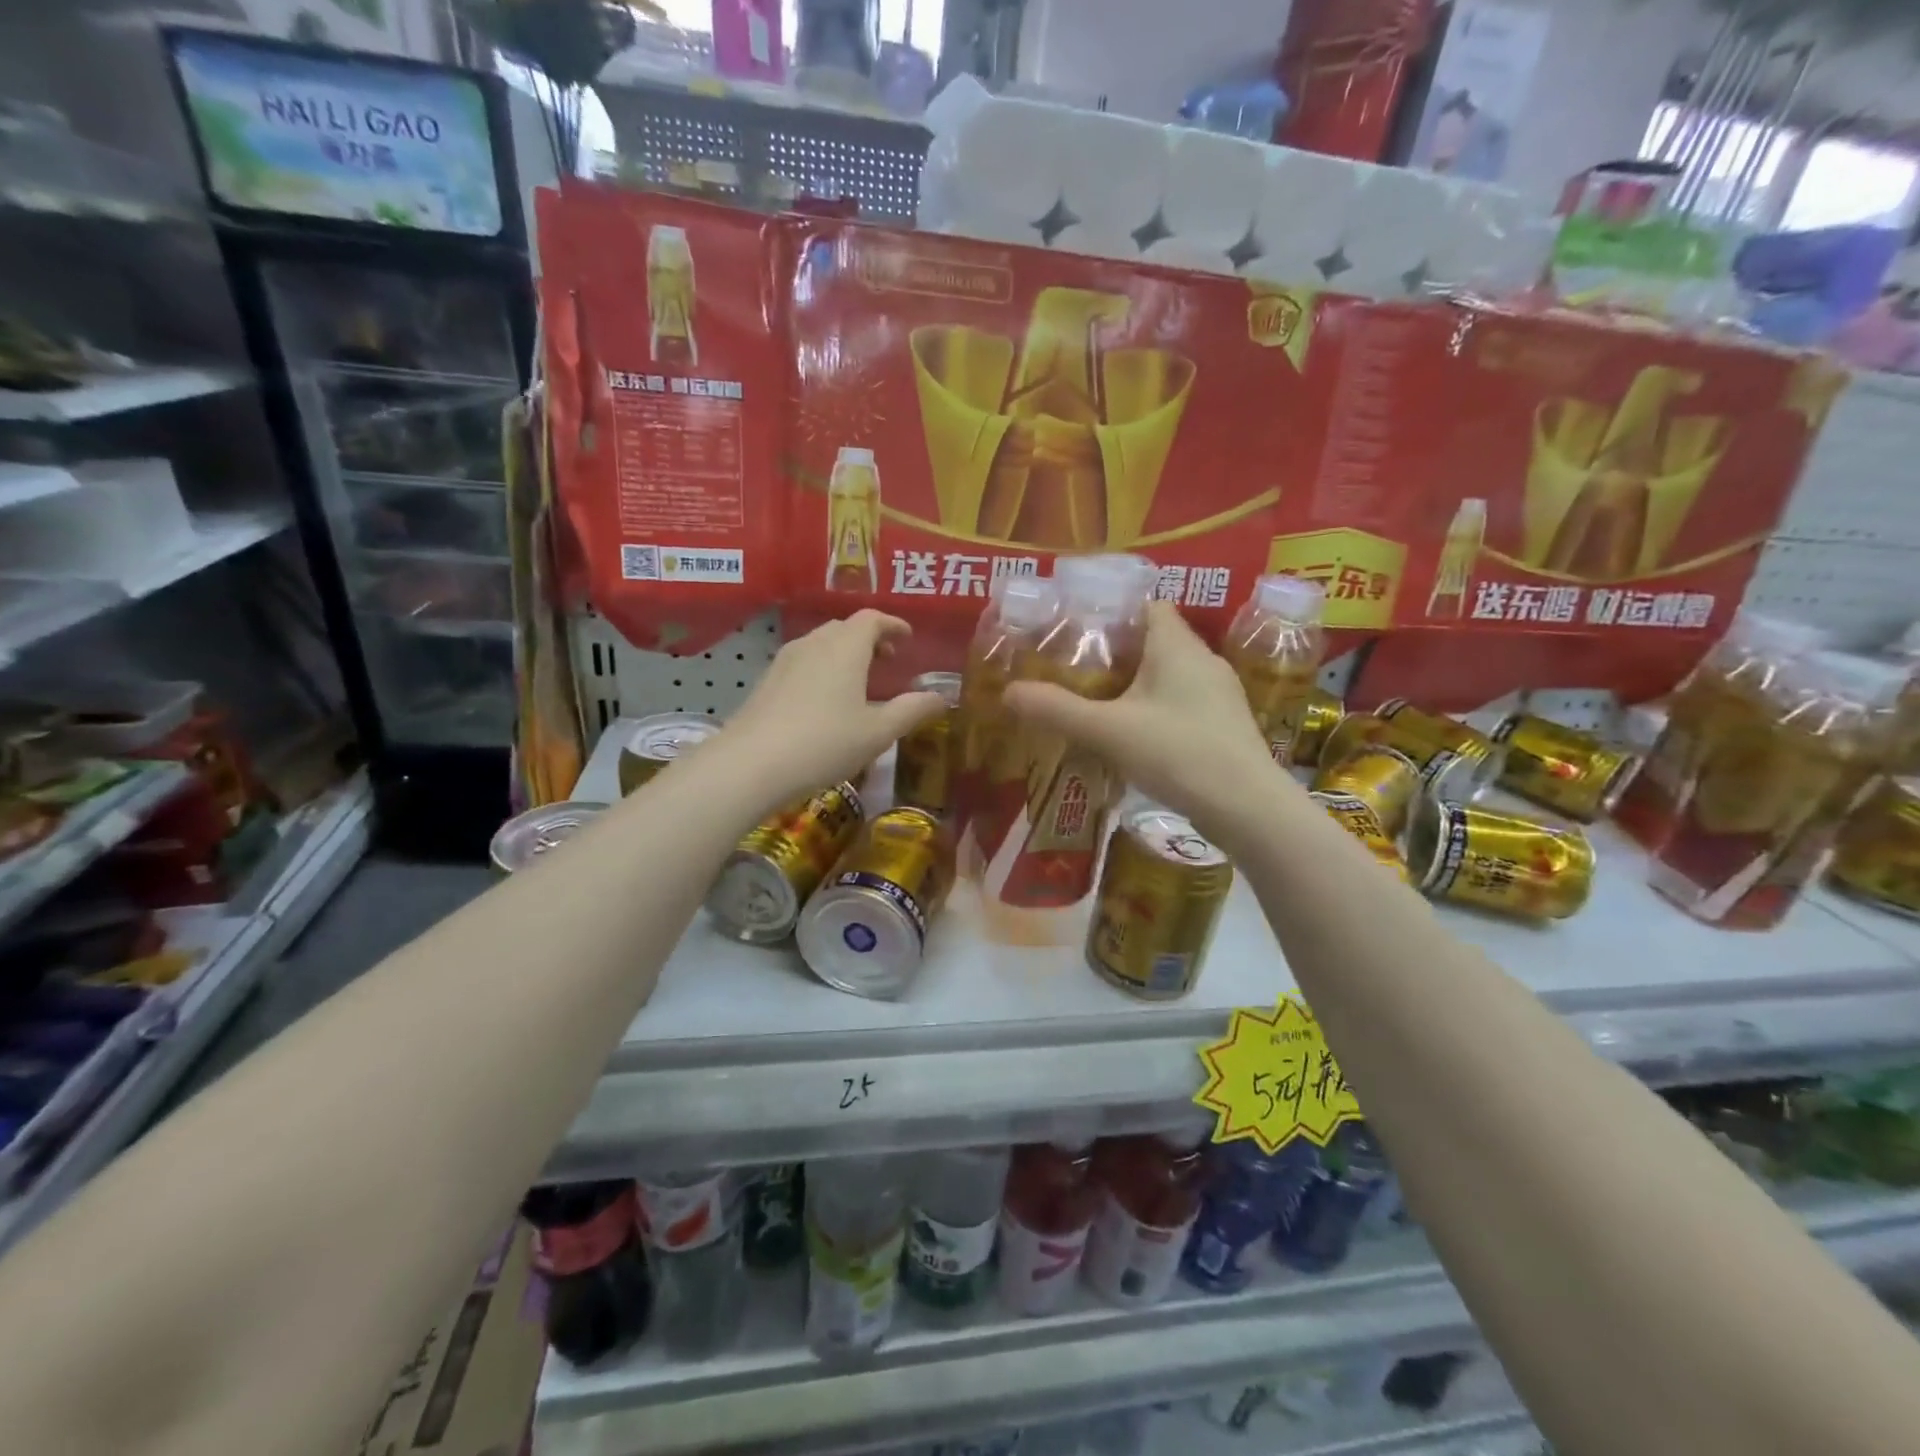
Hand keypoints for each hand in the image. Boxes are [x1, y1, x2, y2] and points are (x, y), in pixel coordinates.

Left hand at [718, 610, 945, 812]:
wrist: (751, 763)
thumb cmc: (825, 743)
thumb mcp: (878, 732)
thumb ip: (911, 710)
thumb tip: (940, 697)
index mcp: (846, 647)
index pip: (872, 619)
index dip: (893, 625)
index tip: (907, 638)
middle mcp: (814, 643)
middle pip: (845, 628)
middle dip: (869, 638)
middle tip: (887, 661)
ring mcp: (785, 660)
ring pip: (821, 644)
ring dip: (844, 653)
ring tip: (858, 681)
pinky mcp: (766, 681)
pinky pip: (803, 662)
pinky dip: (822, 668)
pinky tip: (824, 700)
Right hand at [1003, 601, 1284, 847]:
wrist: (1247, 807)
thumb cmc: (1178, 753)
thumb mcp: (1107, 730)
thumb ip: (1057, 710)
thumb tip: (1008, 691)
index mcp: (1177, 646)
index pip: (1147, 605)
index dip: (1113, 612)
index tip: (1078, 630)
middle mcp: (1204, 660)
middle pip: (1156, 640)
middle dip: (1117, 653)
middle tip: (1077, 670)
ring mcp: (1220, 695)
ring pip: (1170, 675)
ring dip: (1138, 685)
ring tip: (1099, 703)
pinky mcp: (1225, 726)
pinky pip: (1183, 704)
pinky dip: (1157, 710)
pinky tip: (1134, 737)